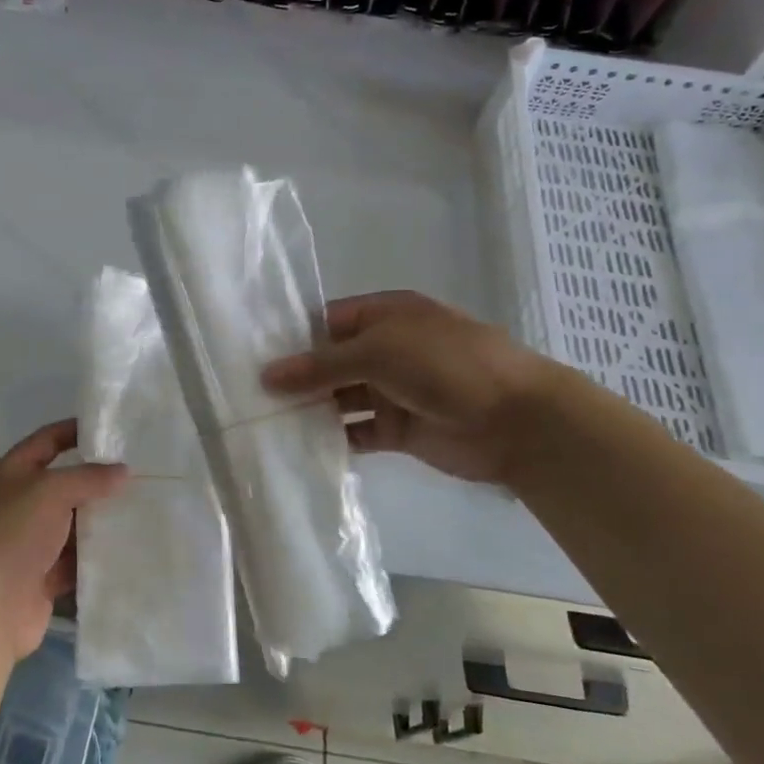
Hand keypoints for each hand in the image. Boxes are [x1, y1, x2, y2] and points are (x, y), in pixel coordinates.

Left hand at [0, 419, 126, 663]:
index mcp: (10, 475)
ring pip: (73, 525)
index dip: (75, 431)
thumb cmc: (12, 535)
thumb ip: (88, 477)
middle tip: (142, 472)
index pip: (46, 441)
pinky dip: (97, 556)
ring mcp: (30, 543)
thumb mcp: (50, 491)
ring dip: (102, 520)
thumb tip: (123, 471)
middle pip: (63, 484)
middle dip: (98, 479)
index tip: (112, 429)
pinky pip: (76, 561)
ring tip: (146, 507)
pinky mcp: (43, 577)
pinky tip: (130, 548)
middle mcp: (18, 505)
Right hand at [263, 290, 553, 485]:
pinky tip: (301, 447)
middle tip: (248, 395)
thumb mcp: (379, 352)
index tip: (251, 357)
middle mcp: (386, 350)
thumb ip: (321, 365)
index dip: (293, 338)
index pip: (327, 321)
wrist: (516, 420)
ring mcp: (392, 391)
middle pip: (330, 362)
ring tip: (265, 423)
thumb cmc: (446, 366)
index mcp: (385, 316)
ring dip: (310, 410)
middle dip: (296, 377)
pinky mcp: (398, 430)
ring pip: (340, 398)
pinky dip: (333, 439)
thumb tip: (267, 375)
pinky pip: (356, 432)